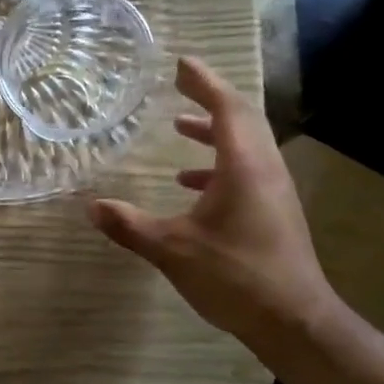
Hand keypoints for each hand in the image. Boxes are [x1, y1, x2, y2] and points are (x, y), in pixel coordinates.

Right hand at [90, 57, 341, 355]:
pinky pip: (246, 171)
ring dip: (214, 132)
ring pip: (245, 146)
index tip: (180, 64)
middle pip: (242, 119)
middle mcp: (264, 169)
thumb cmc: (234, 276)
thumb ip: (130, 226)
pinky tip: (189, 185)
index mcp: (244, 167)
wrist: (292, 320)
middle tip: (179, 86)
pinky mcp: (273, 212)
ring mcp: (273, 191)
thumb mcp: (173, 250)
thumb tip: (91, 207)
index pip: (226, 108)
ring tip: (180, 128)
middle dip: (209, 99)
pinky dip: (218, 166)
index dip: (204, 82)